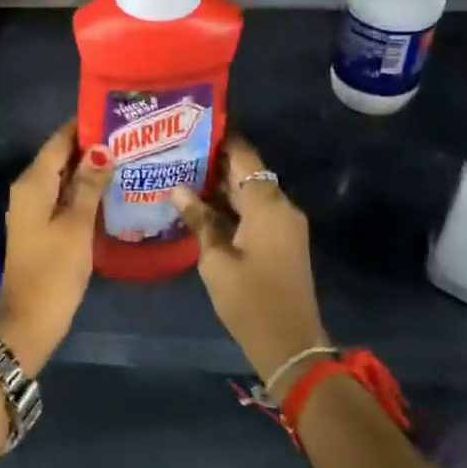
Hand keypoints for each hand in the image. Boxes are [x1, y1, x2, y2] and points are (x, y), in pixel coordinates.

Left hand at [0, 122, 112, 372]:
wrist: (30, 317)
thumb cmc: (55, 269)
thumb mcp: (77, 224)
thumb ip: (89, 184)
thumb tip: (102, 149)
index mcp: (33, 182)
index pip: (59, 140)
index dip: (84, 125)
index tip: (115, 114)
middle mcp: (28, 188)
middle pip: (60, 156)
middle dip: (92, 145)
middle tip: (129, 136)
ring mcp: (33, 208)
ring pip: (62, 177)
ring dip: (89, 168)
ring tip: (127, 156)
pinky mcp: (40, 225)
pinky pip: (62, 196)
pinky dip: (83, 189)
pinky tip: (109, 189)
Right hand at [172, 135, 331, 391]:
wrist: (290, 345)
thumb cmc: (250, 300)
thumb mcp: (216, 260)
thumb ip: (199, 219)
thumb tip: (177, 188)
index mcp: (268, 205)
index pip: (244, 156)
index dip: (221, 137)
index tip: (193, 123)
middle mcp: (281, 207)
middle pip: (248, 172)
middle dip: (214, 160)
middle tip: (176, 150)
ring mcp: (284, 225)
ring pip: (250, 192)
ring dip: (220, 184)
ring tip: (181, 173)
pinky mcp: (282, 242)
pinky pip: (255, 211)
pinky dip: (231, 205)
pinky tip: (200, 206)